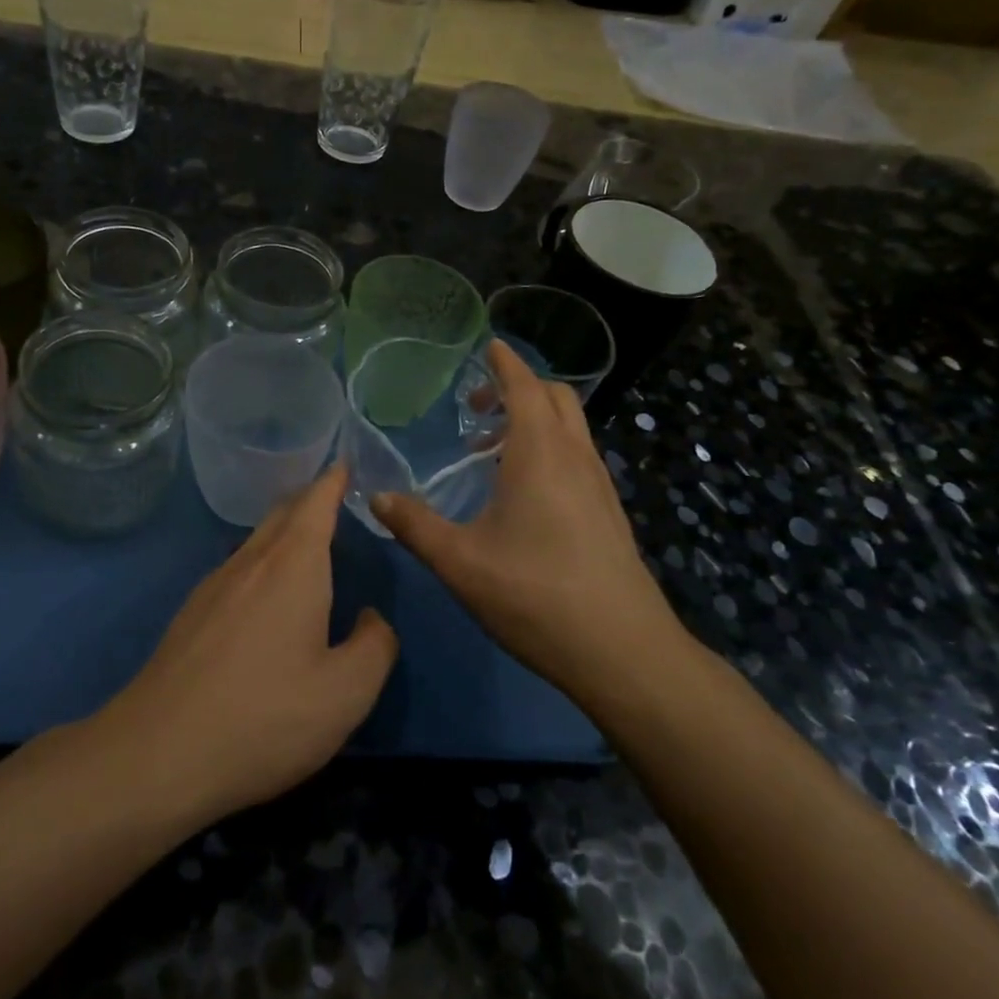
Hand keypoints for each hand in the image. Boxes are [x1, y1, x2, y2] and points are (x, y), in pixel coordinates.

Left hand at [100, 466, 397, 824]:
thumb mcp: (345, 693)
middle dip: (310, 499)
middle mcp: (251, 562)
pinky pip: (237, 568)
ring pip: (257, 540)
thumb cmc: (264, 717)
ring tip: (307, 542)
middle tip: (334, 497)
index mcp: (293, 566)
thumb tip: (372, 619)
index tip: (345, 462)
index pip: (316, 502)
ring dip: (284, 530)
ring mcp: (214, 586)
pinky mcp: (191, 614)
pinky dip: (262, 561)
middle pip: (283, 513)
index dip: (333, 480)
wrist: (157, 753)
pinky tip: (266, 595)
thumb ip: (375, 647)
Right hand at [372, 340, 690, 703]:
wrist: (623, 653)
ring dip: (535, 419)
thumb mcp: (460, 562)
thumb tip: (375, 496)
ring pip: (572, 428)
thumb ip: (414, 525)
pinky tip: (523, 491)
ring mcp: (599, 485)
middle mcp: (575, 457)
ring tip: (491, 451)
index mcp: (540, 454)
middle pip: (556, 398)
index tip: (488, 346)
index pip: (525, 387)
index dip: (505, 364)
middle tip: (477, 407)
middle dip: (519, 388)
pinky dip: (551, 447)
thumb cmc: (535, 596)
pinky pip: (579, 456)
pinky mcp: (609, 513)